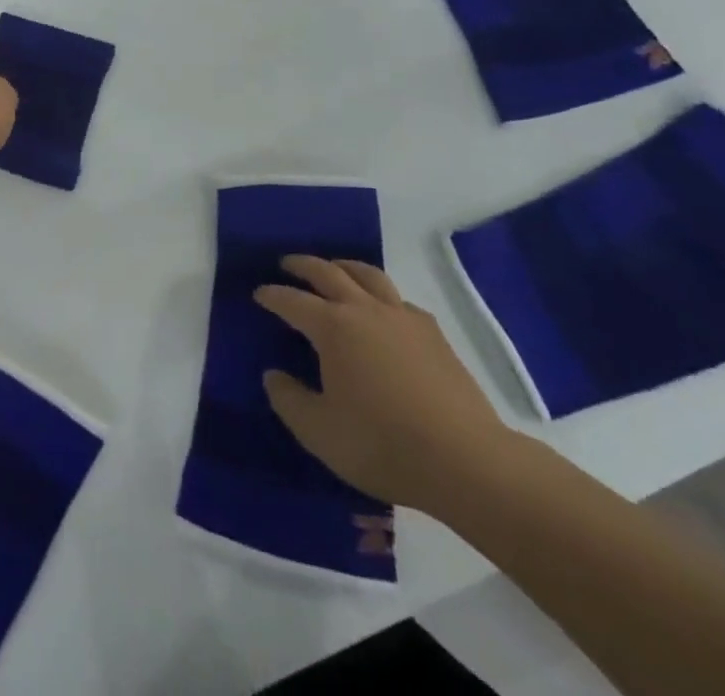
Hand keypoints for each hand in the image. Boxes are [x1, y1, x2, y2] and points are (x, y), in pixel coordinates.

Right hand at [256, 256, 513, 515]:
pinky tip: (381, 310)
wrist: (465, 459)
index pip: (293, 301)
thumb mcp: (319, 432)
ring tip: (334, 268)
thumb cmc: (383, 444)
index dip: (273, 295)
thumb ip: (289, 400)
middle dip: (303, 265)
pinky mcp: (432, 333)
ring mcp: (402, 317)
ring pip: (368, 274)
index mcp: (333, 328)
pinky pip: (398, 299)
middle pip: (328, 272)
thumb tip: (273, 375)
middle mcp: (365, 310)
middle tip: (287, 264)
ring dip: (344, 266)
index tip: (259, 294)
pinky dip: (380, 294)